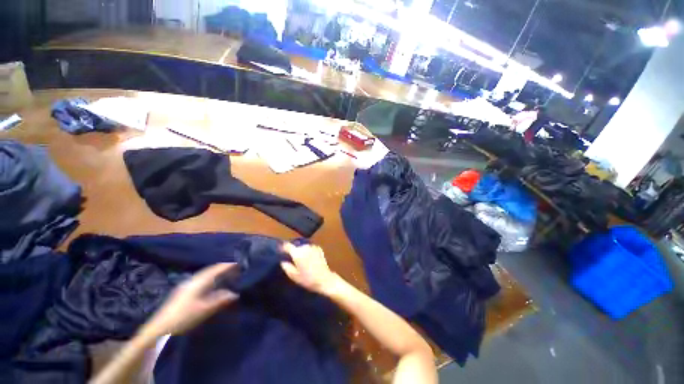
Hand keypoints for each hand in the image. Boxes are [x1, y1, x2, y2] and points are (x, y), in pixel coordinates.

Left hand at [144, 263, 238, 336]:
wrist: (159, 329)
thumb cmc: (183, 317)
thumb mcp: (204, 309)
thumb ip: (220, 300)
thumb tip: (235, 294)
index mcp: (199, 282)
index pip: (216, 269)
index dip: (228, 265)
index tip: (239, 263)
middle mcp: (193, 280)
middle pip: (210, 270)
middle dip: (223, 268)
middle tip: (235, 268)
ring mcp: (186, 286)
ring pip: (205, 275)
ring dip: (216, 273)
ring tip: (226, 275)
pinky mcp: (183, 292)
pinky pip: (201, 280)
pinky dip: (210, 279)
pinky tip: (212, 285)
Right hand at [280, 243, 338, 294]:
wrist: (324, 279)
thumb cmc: (308, 279)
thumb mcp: (294, 276)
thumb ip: (287, 267)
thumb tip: (283, 261)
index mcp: (297, 253)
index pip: (287, 246)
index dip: (283, 247)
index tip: (280, 250)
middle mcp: (305, 247)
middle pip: (296, 246)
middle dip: (293, 251)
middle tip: (291, 258)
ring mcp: (313, 247)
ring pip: (303, 247)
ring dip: (301, 251)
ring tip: (301, 259)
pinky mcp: (319, 249)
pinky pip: (310, 248)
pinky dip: (308, 251)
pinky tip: (309, 259)